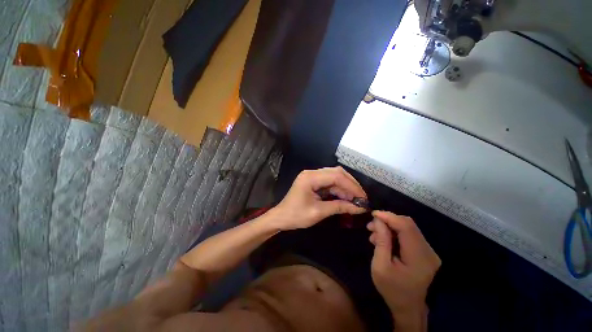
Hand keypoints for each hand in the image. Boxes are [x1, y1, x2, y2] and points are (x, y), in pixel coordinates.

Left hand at [271, 167, 367, 229]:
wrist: (281, 218)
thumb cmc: (296, 216)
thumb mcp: (318, 212)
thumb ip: (339, 207)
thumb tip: (359, 208)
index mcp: (310, 177)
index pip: (336, 176)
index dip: (352, 186)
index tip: (363, 198)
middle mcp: (312, 173)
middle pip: (336, 173)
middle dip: (351, 185)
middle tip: (361, 198)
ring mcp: (312, 176)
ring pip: (334, 177)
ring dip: (346, 187)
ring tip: (356, 200)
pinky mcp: (314, 182)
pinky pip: (329, 183)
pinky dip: (339, 190)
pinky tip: (346, 198)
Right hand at [368, 211, 440, 330]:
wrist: (408, 307)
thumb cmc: (392, 289)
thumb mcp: (380, 266)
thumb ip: (381, 241)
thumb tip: (378, 220)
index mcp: (419, 257)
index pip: (406, 226)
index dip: (389, 217)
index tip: (373, 214)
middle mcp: (429, 251)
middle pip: (408, 225)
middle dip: (388, 221)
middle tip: (371, 226)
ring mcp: (429, 252)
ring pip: (408, 228)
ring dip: (390, 227)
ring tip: (374, 233)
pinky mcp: (425, 252)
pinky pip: (409, 235)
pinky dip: (394, 233)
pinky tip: (384, 239)